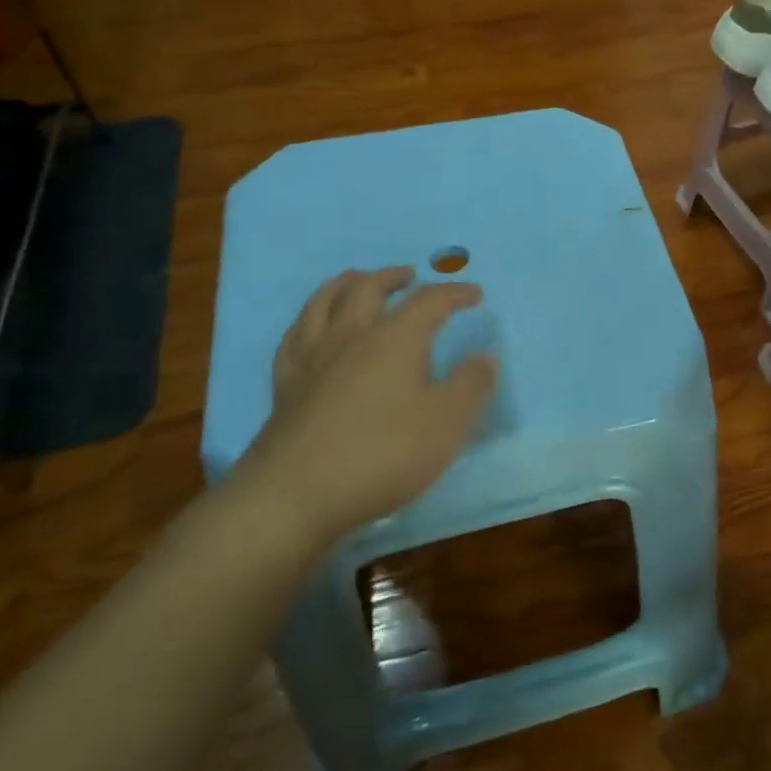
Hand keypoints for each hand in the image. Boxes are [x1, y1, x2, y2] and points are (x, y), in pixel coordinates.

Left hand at [238, 268, 497, 546]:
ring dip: (346, 283)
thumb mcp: (446, 423)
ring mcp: (312, 357)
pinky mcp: (284, 383)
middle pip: (369, 288)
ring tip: (358, 280)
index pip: (429, 301)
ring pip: (324, 301)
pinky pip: (294, 336)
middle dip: (394, 277)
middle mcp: (351, 335)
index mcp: (395, 338)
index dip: (454, 293)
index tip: (474, 294)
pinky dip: (309, 319)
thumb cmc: (382, 454)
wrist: (295, 494)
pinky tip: (312, 327)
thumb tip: (485, 356)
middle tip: (410, 276)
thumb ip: (470, 385)